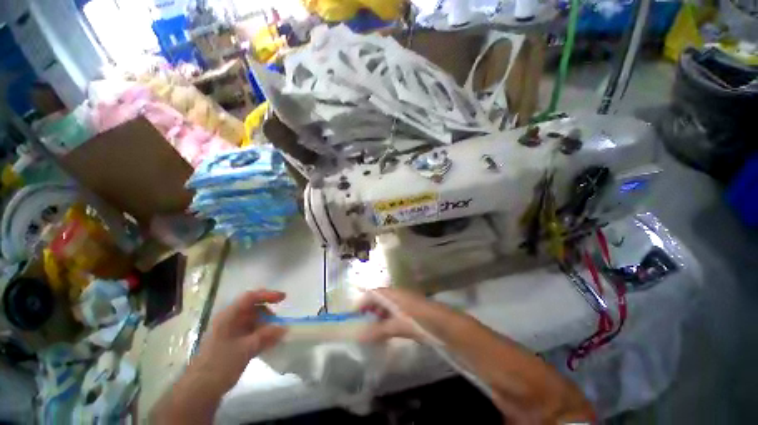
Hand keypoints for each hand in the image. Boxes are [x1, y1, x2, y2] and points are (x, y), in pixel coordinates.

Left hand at [189, 289, 286, 391]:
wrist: (199, 391)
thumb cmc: (220, 364)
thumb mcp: (246, 348)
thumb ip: (266, 335)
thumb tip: (285, 327)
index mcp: (228, 316)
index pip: (250, 297)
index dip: (268, 295)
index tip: (283, 298)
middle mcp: (229, 321)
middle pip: (252, 309)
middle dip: (268, 313)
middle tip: (279, 323)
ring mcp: (229, 333)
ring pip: (252, 322)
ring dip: (266, 326)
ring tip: (277, 335)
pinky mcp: (231, 345)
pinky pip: (250, 334)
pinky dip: (261, 336)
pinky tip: (270, 344)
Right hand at [359, 287, 458, 342]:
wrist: (446, 326)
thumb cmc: (420, 320)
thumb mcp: (398, 325)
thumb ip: (378, 330)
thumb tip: (358, 336)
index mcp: (393, 294)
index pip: (373, 293)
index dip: (361, 302)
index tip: (352, 316)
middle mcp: (397, 296)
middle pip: (378, 300)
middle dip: (368, 311)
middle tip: (359, 326)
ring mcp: (404, 304)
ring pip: (385, 308)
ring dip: (376, 318)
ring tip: (369, 332)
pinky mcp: (409, 314)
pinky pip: (392, 315)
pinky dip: (385, 323)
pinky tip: (383, 334)